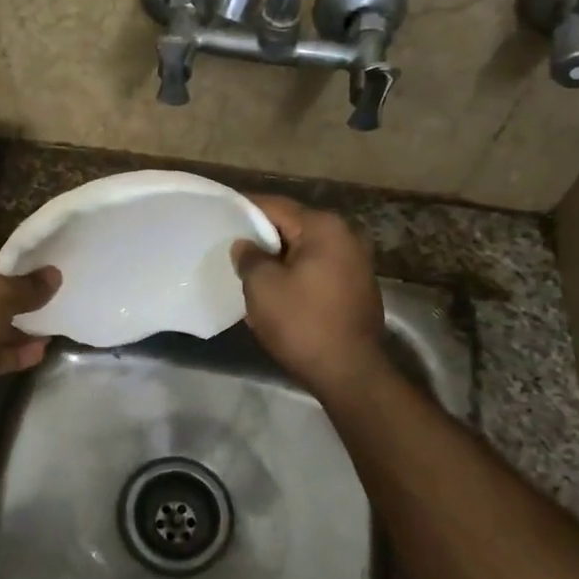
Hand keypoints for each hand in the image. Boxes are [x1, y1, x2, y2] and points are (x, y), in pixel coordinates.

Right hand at [232, 196, 384, 396]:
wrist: (349, 372)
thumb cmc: (302, 323)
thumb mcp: (262, 287)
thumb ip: (249, 257)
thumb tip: (245, 245)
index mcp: (323, 228)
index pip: (276, 206)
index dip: (245, 209)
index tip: (221, 216)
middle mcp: (345, 236)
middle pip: (293, 226)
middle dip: (262, 235)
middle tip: (231, 246)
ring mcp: (356, 262)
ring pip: (305, 249)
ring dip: (279, 257)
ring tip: (250, 269)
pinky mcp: (357, 286)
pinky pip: (318, 268)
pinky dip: (296, 272)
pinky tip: (277, 289)